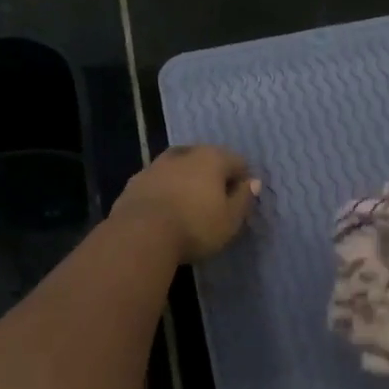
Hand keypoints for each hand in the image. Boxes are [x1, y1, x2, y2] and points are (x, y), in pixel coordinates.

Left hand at [113, 145, 260, 262]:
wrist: (140, 235)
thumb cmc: (195, 227)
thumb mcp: (230, 220)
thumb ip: (244, 199)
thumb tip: (253, 182)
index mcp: (212, 158)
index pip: (237, 161)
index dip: (243, 180)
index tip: (240, 202)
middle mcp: (184, 154)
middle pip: (206, 160)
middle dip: (213, 176)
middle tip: (215, 203)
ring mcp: (156, 165)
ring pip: (179, 168)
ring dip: (186, 181)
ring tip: (188, 205)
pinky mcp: (135, 181)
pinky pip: (158, 182)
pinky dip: (165, 190)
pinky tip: (165, 210)